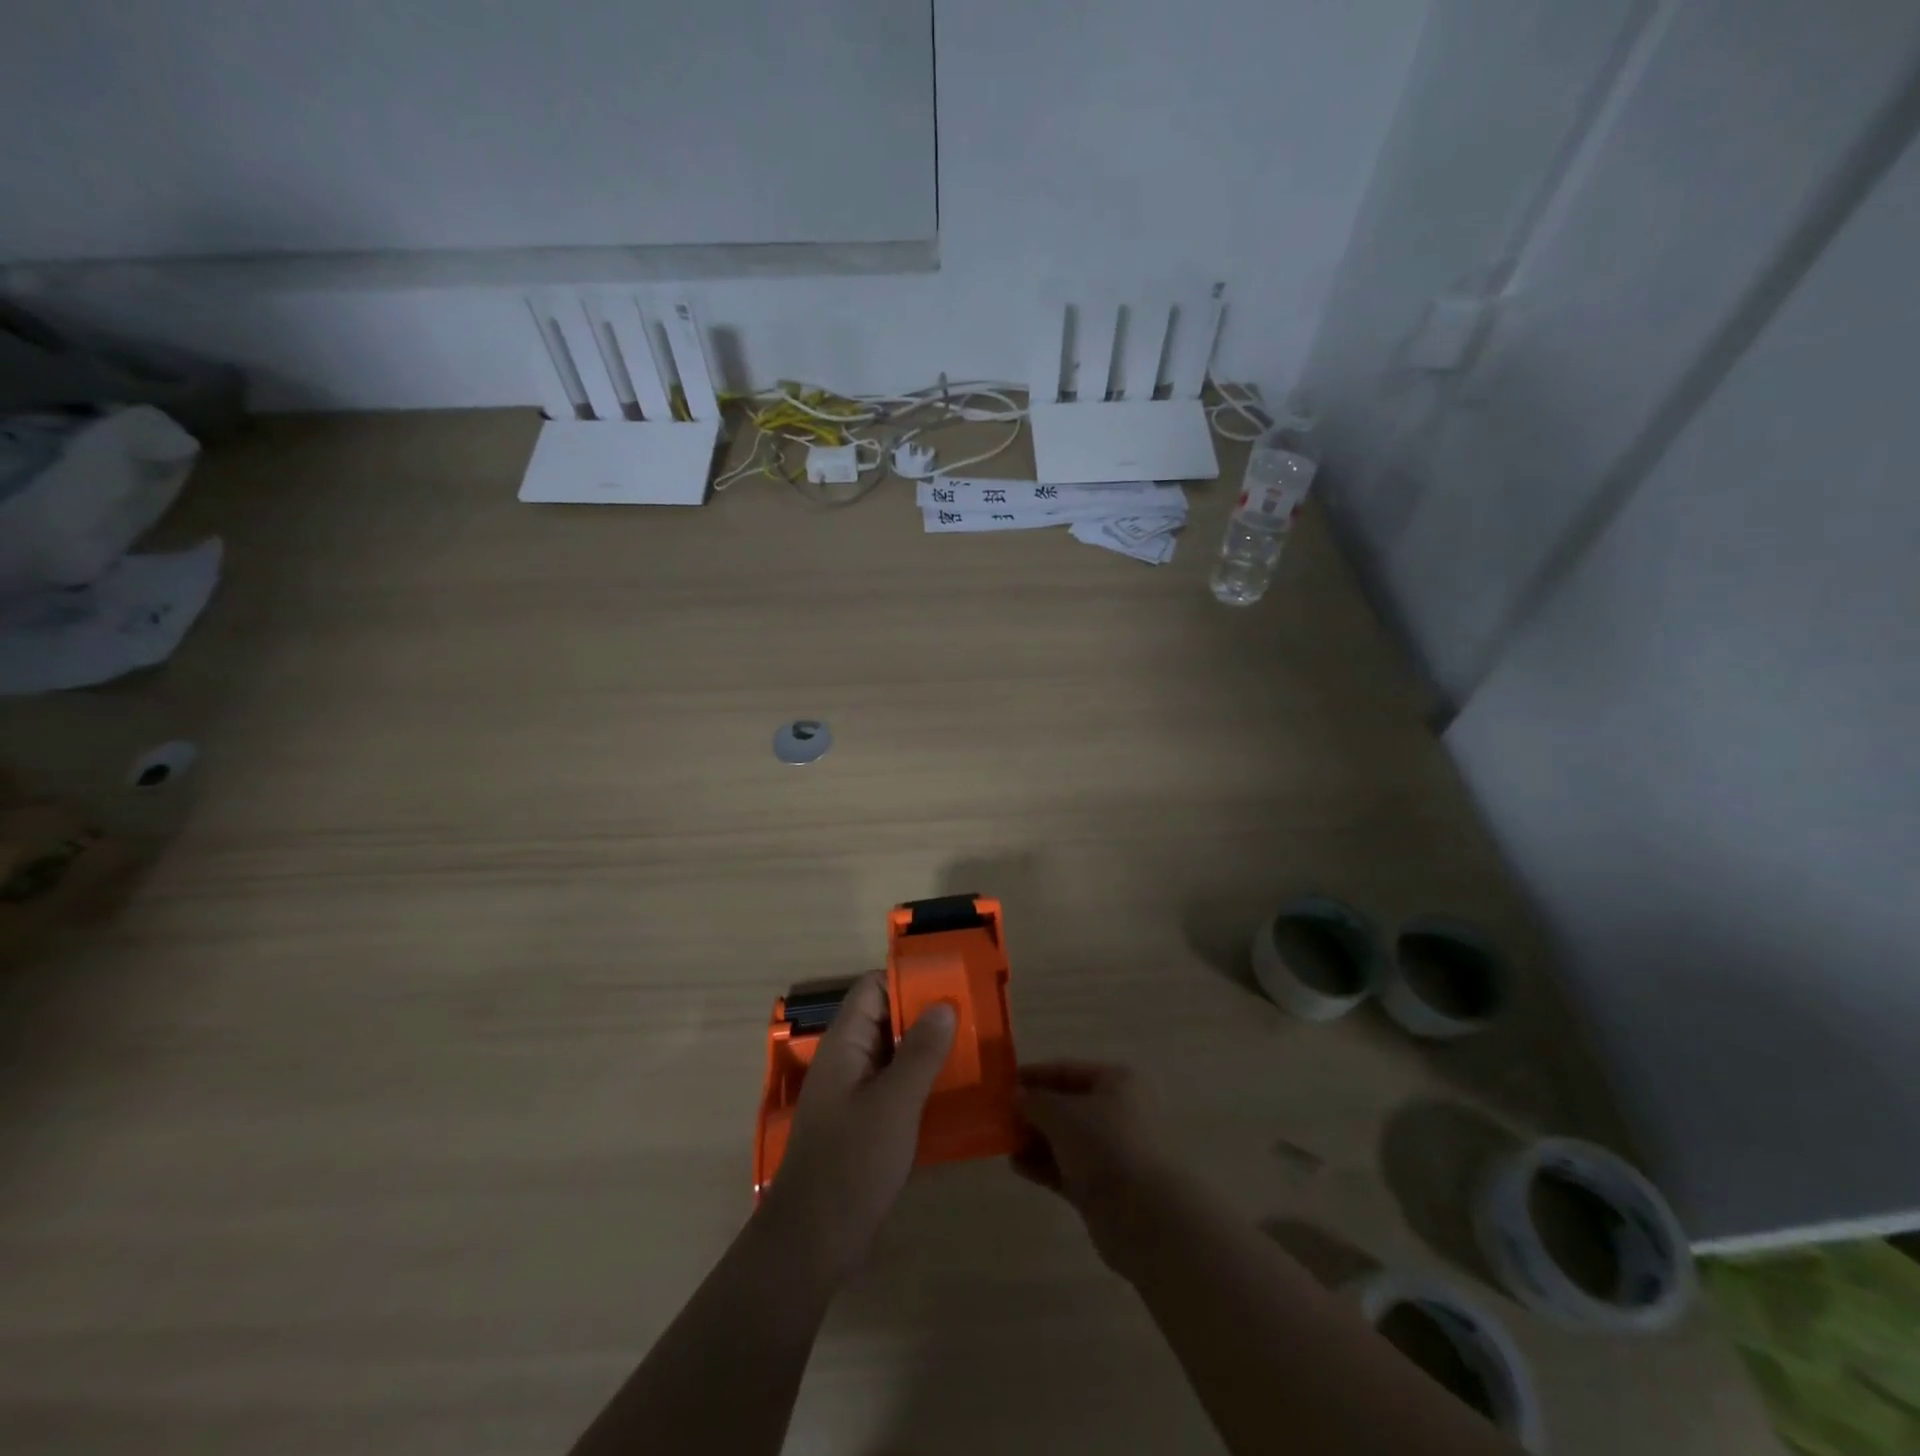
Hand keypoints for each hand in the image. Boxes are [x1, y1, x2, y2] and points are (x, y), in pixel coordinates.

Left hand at [757, 972, 956, 1282]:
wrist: (813, 1242)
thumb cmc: (851, 1163)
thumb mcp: (894, 1103)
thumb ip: (920, 1052)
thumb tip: (944, 1004)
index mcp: (845, 1044)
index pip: (873, 988)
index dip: (908, 980)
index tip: (950, 983)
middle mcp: (848, 1060)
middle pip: (887, 1018)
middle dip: (926, 1014)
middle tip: (973, 1016)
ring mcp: (854, 1092)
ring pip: (894, 1053)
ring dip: (928, 1049)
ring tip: (974, 1049)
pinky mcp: (864, 1122)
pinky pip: (896, 1086)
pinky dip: (922, 1081)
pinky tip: (956, 1092)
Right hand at [1013, 1061, 1180, 1267]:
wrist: (1144, 1216)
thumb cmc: (1105, 1145)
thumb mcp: (1063, 1114)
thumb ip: (1035, 1101)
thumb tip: (1016, 1096)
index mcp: (1116, 1082)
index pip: (1068, 1070)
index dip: (1035, 1074)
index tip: (1003, 1083)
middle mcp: (1117, 1111)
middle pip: (1066, 1105)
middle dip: (1033, 1111)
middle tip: (999, 1117)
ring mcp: (1111, 1151)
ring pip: (1065, 1139)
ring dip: (1035, 1139)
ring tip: (1003, 1142)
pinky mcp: (1103, 1186)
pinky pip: (1066, 1168)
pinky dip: (1043, 1165)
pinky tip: (1017, 1166)